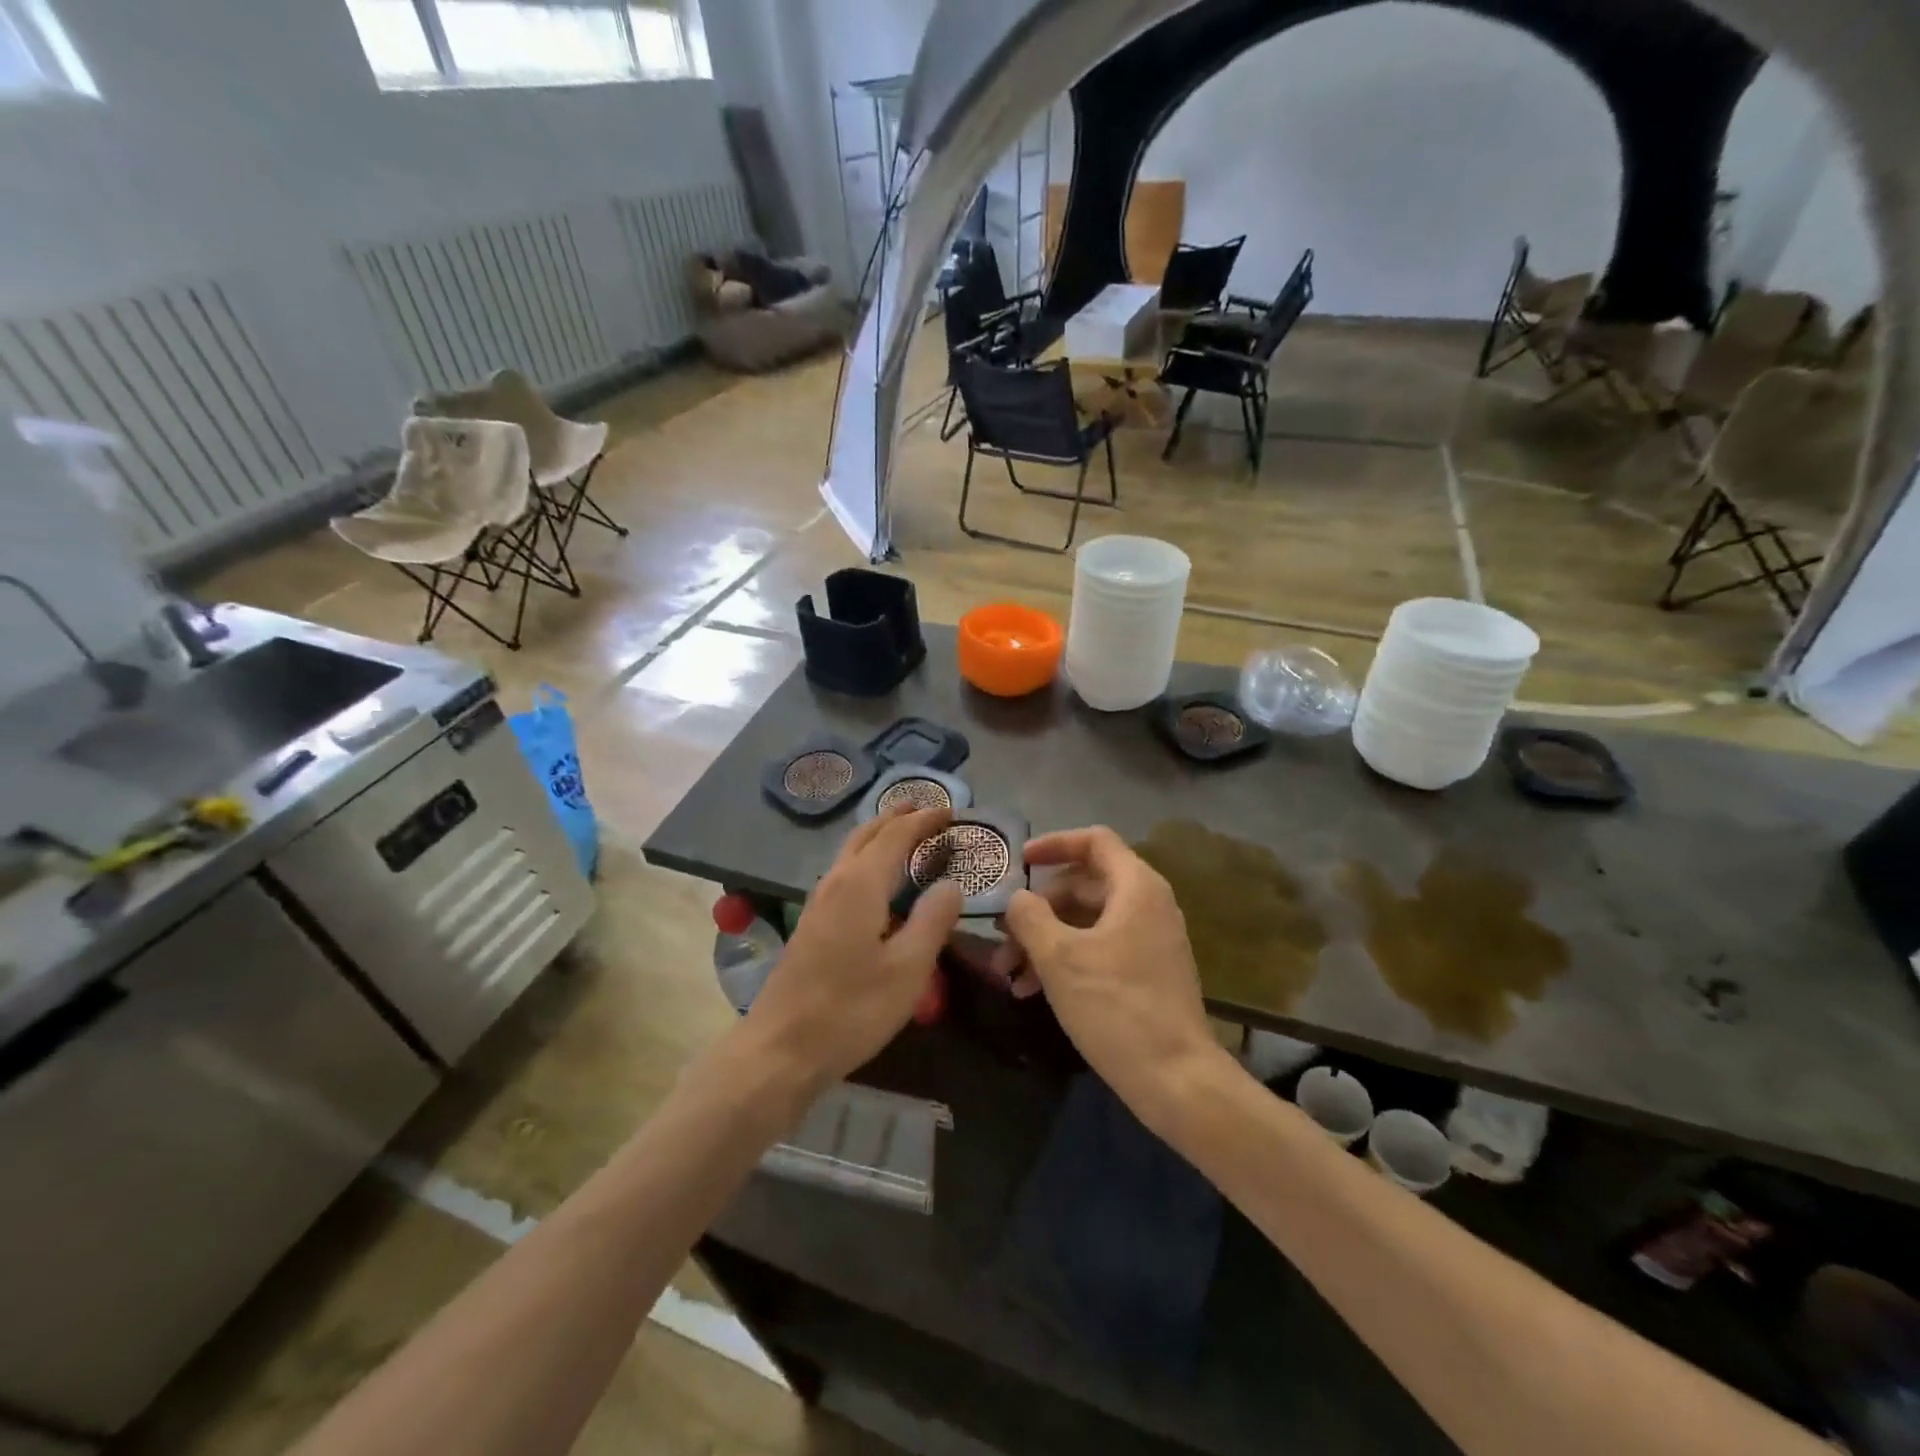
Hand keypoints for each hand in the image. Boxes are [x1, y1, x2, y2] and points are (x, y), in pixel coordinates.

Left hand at [743, 805, 963, 1092]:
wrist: (780, 1049)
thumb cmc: (850, 1010)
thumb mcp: (907, 969)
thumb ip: (933, 920)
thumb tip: (951, 884)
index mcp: (860, 884)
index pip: (896, 836)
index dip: (924, 820)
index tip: (950, 811)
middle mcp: (836, 882)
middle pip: (867, 834)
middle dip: (897, 817)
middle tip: (926, 810)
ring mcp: (818, 902)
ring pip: (851, 851)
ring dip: (879, 835)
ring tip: (905, 833)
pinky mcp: (811, 923)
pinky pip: (844, 871)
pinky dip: (867, 858)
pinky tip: (877, 880)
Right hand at [998, 826, 1225, 1129]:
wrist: (1176, 1079)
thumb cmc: (1116, 1006)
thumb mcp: (1059, 957)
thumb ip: (1030, 916)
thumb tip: (1017, 899)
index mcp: (1136, 887)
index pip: (1094, 841)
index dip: (1053, 843)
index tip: (1018, 862)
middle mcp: (1148, 904)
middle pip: (1084, 885)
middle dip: (1038, 908)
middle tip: (1003, 934)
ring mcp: (1150, 940)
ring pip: (1087, 922)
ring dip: (1045, 940)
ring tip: (1009, 974)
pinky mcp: (1146, 972)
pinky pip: (1099, 948)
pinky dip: (1066, 960)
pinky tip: (1031, 991)